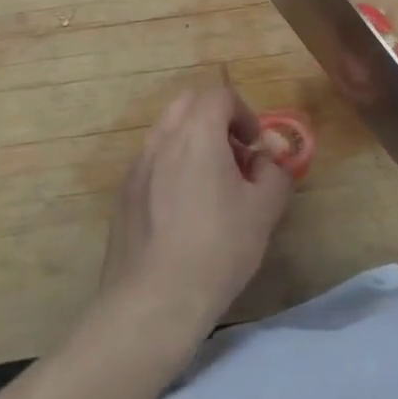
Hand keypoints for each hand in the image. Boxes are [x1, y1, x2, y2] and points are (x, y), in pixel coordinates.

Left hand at [97, 85, 293, 345]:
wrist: (152, 303)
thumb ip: (274, 174)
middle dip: (215, 118)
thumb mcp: (264, 211)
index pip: (219, 95)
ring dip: (192, 141)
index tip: (254, 144)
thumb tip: (267, 162)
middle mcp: (162, 139)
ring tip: (210, 183)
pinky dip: (171, 165)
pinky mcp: (123, 194)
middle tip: (234, 154)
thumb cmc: (216, 249)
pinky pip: (151, 161)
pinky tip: (183, 210)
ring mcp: (137, 166)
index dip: (243, 112)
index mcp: (197, 133)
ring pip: (167, 131)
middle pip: (188, 103)